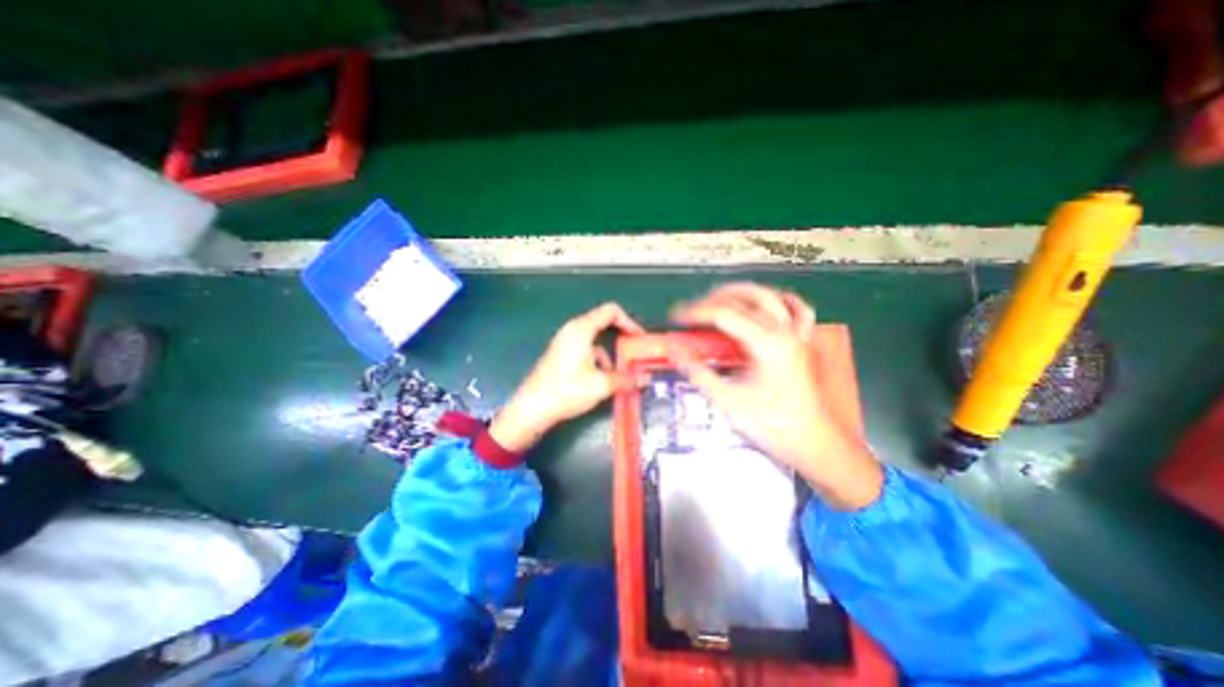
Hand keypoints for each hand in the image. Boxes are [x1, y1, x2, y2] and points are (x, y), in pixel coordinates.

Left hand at [487, 303, 644, 452]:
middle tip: (635, 353)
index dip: (629, 322)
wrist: (532, 409)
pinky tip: (601, 381)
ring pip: (595, 339)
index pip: (611, 311)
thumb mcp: (601, 385)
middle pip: (603, 324)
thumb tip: (645, 379)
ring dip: (610, 353)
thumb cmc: (567, 390)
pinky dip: (598, 360)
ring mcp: (565, 342)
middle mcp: (573, 330)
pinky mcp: (561, 355)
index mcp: (581, 329)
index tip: (639, 339)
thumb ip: (626, 379)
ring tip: (621, 374)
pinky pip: (586, 350)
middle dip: (621, 338)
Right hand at [666, 283, 884, 512]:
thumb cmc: (771, 425)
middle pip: (745, 297)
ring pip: (769, 296)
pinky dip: (780, 300)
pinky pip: (798, 310)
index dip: (696, 312)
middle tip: (692, 311)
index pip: (724, 314)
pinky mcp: (803, 343)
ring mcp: (797, 334)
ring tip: (718, 300)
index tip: (676, 318)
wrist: (814, 445)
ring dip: (741, 293)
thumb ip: (698, 371)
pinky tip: (767, 302)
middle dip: (714, 299)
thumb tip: (674, 349)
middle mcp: (783, 331)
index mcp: (766, 343)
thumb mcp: (728, 400)